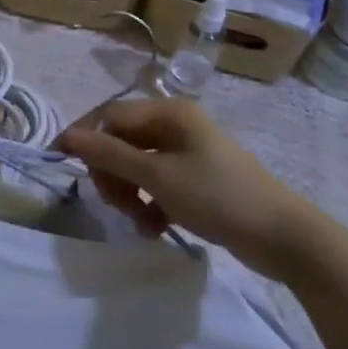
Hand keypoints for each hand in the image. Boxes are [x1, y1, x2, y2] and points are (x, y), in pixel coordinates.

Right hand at [56, 97, 326, 271]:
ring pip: (138, 166)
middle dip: (113, 173)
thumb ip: (110, 155)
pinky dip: (150, 203)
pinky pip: (158, 183)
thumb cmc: (218, 196)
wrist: (283, 237)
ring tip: (141, 222)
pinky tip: (156, 227)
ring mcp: (187, 152)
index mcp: (168, 112)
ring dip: (131, 193)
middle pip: (122, 141)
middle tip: (118, 205)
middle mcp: (175, 125)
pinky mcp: (196, 179)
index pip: (111, 116)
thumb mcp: (158, 176)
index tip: (64, 165)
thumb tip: (68, 136)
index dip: (86, 138)